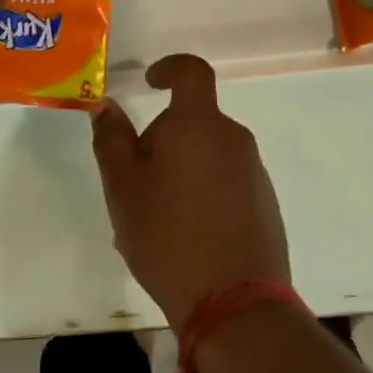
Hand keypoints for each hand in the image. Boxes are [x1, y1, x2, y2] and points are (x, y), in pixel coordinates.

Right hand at [90, 54, 289, 326]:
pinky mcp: (265, 203)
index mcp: (199, 125)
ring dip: (180, 172)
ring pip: (207, 155)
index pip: (191, 72)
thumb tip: (106, 106)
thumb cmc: (167, 236)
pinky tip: (184, 237)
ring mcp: (254, 172)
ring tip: (154, 220)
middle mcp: (234, 138)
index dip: (169, 68)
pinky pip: (225, 182)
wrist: (234, 303)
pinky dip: (202, 193)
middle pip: (193, 121)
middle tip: (134, 186)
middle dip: (162, 141)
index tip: (150, 82)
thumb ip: (112, 140)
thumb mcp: (123, 188)